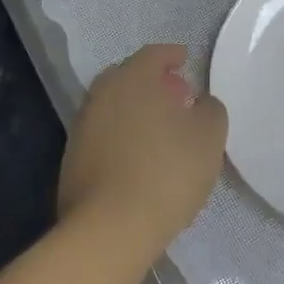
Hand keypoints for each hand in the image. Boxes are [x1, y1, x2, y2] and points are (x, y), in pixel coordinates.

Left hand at [57, 45, 228, 255]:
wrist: (110, 229)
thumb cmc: (168, 170)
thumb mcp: (209, 135)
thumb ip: (210, 109)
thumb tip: (199, 103)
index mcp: (133, 79)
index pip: (153, 54)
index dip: (172, 55)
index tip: (186, 60)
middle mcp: (102, 96)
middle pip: (128, 78)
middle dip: (153, 83)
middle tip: (177, 97)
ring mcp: (82, 129)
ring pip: (114, 108)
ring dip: (137, 112)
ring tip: (162, 132)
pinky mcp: (73, 162)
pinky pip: (105, 137)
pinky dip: (124, 138)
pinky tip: (141, 159)